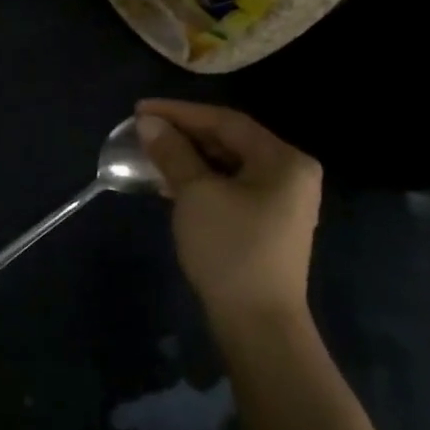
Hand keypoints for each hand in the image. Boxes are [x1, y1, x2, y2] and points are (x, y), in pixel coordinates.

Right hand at [134, 100, 321, 335]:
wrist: (256, 320)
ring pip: (228, 164)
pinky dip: (200, 178)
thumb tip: (148, 123)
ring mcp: (282, 200)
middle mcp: (290, 174)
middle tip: (143, 129)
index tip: (139, 109)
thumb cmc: (229, 247)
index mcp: (284, 160)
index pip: (226, 121)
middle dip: (184, 133)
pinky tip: (171, 181)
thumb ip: (173, 153)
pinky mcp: (267, 222)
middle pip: (230, 140)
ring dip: (189, 156)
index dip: (180, 112)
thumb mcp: (195, 194)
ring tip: (151, 151)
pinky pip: (230, 185)